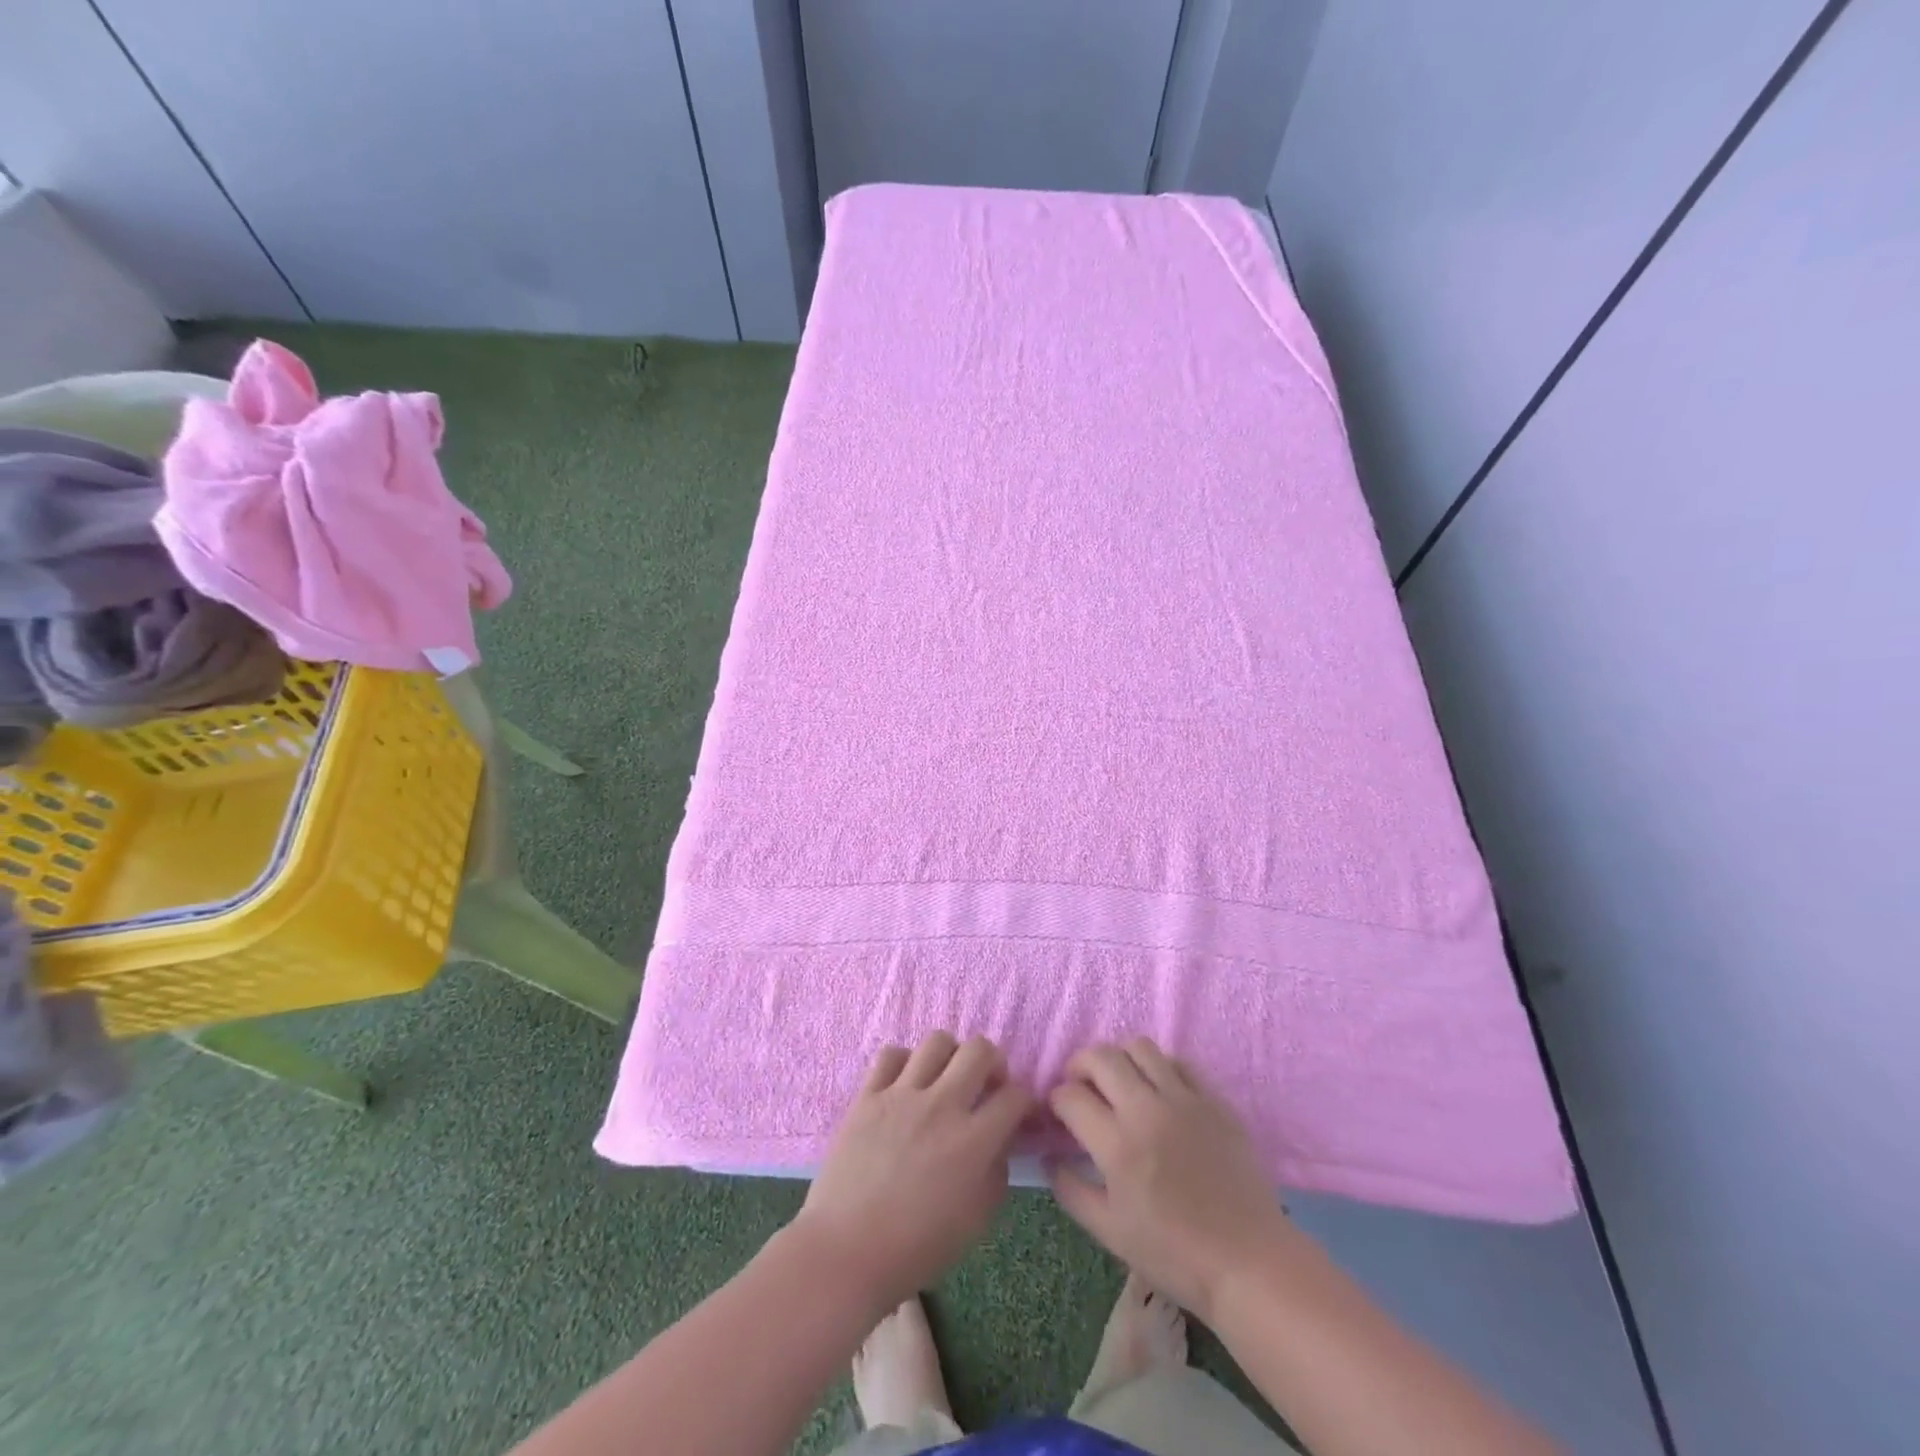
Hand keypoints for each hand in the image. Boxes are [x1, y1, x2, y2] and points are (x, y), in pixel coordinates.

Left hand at [793, 1033, 1034, 1314]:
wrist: (846, 1252)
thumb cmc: (916, 1248)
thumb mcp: (975, 1221)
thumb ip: (995, 1173)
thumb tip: (998, 1142)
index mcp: (973, 1140)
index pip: (1015, 1096)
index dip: (1024, 1101)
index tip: (1018, 1112)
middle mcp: (941, 1105)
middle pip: (979, 1050)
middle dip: (993, 1061)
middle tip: (986, 1084)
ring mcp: (902, 1095)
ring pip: (936, 1041)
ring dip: (950, 1056)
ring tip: (945, 1078)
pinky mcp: (868, 1095)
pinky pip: (890, 1054)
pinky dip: (904, 1062)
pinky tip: (905, 1083)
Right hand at [1048, 1039, 1303, 1322]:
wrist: (1249, 1262)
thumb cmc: (1174, 1255)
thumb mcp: (1110, 1232)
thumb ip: (1071, 1190)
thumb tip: (1049, 1157)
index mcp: (1118, 1145)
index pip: (1070, 1096)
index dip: (1056, 1101)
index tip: (1059, 1114)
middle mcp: (1147, 1110)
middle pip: (1100, 1056)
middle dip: (1079, 1066)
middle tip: (1081, 1088)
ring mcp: (1184, 1100)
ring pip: (1139, 1046)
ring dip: (1119, 1058)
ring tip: (1118, 1082)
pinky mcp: (1213, 1100)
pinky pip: (1178, 1062)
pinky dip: (1159, 1067)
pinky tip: (1158, 1091)